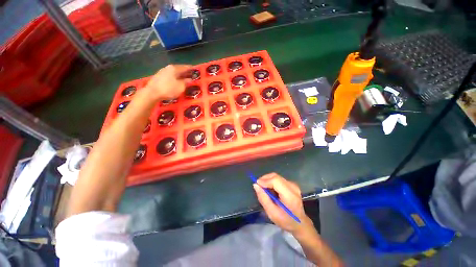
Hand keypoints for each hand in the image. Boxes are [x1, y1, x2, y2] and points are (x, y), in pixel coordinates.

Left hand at [145, 64, 192, 100]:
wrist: (152, 93)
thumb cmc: (169, 89)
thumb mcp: (181, 87)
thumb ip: (186, 82)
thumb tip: (189, 79)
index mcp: (174, 69)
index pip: (185, 67)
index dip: (190, 68)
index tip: (195, 69)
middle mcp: (168, 68)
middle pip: (178, 69)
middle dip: (185, 72)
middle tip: (191, 75)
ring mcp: (162, 72)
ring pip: (173, 73)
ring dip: (179, 75)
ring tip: (184, 79)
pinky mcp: (158, 77)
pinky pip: (169, 76)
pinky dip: (174, 78)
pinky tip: (175, 82)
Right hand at [253, 173, 311, 234]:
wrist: (300, 223)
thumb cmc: (285, 220)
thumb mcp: (272, 213)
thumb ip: (263, 198)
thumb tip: (255, 185)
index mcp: (290, 195)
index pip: (276, 181)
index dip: (265, 180)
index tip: (257, 184)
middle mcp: (293, 187)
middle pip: (276, 176)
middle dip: (265, 179)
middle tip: (258, 186)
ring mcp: (293, 185)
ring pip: (276, 177)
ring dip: (268, 180)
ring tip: (264, 189)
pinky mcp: (292, 184)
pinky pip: (279, 179)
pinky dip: (272, 182)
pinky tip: (270, 190)